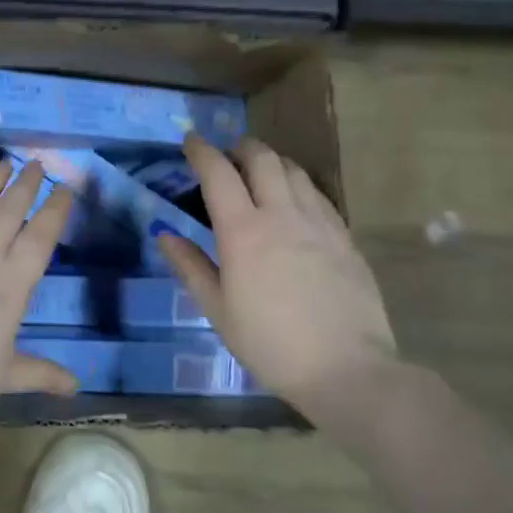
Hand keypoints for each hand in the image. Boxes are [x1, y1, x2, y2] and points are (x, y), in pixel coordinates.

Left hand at [0, 158, 78, 415]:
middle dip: (26, 184)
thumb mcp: (4, 375)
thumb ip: (40, 373)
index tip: (66, 187)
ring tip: (4, 163)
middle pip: (10, 210)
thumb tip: (76, 387)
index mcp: (12, 283)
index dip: (56, 209)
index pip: (41, 236)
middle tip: (36, 162)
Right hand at [158, 133, 395, 405]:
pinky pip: (319, 196)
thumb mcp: (218, 311)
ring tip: (260, 171)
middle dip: (241, 147)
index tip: (190, 141)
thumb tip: (164, 235)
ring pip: (295, 171)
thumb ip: (190, 267)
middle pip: (262, 159)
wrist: (347, 370)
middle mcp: (282, 215)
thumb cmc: (270, 345)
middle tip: (228, 153)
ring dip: (272, 161)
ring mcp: (319, 224)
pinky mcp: (346, 238)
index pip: (218, 173)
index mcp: (243, 231)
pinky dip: (300, 185)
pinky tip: (296, 202)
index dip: (201, 151)